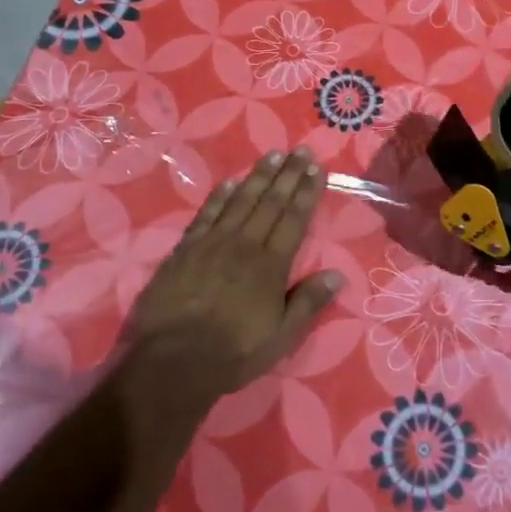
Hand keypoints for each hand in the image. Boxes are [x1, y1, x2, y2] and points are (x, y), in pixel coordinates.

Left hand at [124, 149, 342, 402]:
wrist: (172, 361)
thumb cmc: (234, 352)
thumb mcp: (281, 337)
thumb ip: (308, 303)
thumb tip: (338, 274)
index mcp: (271, 265)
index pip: (294, 219)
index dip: (307, 191)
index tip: (317, 167)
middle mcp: (245, 245)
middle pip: (271, 202)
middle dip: (288, 174)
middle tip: (300, 149)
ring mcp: (213, 244)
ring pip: (240, 201)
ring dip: (258, 176)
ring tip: (272, 155)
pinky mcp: (185, 250)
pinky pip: (207, 215)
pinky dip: (219, 196)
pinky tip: (229, 182)